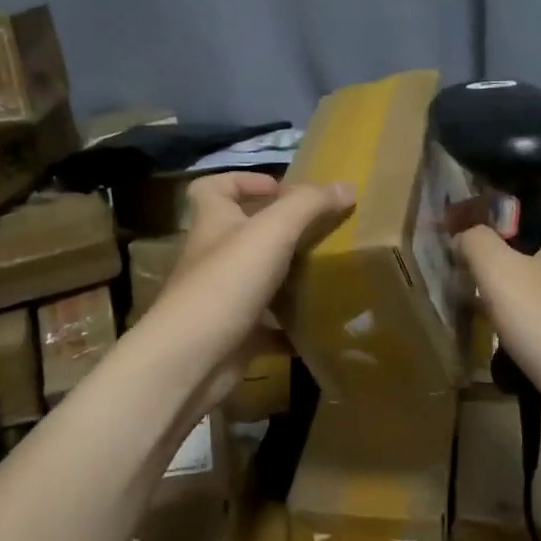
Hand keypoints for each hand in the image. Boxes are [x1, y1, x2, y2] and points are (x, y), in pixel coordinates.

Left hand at [142, 172, 353, 408]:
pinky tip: (319, 325)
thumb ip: (308, 205)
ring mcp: (222, 299)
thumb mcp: (272, 232)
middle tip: (320, 233)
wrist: (193, 359)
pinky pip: (268, 327)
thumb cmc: (227, 283)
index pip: (213, 188)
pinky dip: (291, 326)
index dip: (242, 180)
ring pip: (257, 281)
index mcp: (213, 224)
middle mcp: (214, 258)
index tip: (279, 188)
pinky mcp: (235, 336)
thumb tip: (347, 186)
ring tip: (328, 274)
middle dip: (279, 232)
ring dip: (288, 278)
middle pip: (242, 234)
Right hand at [454, 178, 540, 413]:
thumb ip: (475, 241)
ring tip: (472, 265)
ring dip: (508, 253)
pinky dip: (524, 281)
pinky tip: (499, 301)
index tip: (472, 191)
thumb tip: (465, 234)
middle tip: (462, 230)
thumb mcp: (500, 276)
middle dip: (500, 219)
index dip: (509, 176)